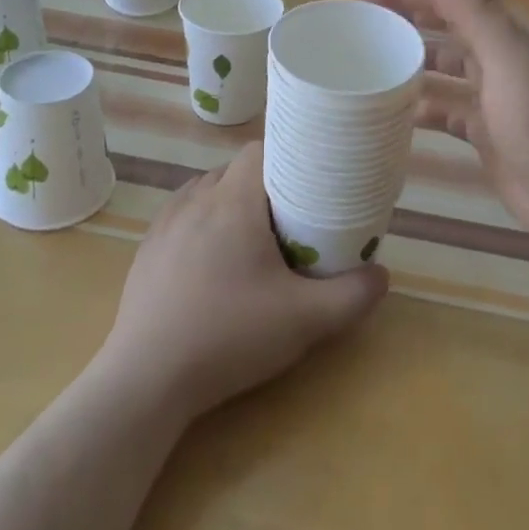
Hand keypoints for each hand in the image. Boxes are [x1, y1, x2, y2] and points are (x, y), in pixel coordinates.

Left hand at [99, 143, 387, 420]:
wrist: (147, 380)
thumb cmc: (229, 336)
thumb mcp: (305, 320)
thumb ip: (352, 295)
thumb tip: (382, 275)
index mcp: (234, 201)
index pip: (260, 149)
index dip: (287, 155)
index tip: (308, 179)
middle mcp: (196, 199)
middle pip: (235, 170)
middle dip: (264, 184)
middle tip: (290, 217)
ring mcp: (165, 224)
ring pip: (206, 191)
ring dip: (230, 202)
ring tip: (252, 237)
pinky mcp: (146, 250)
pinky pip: (181, 216)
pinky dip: (201, 224)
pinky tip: (211, 261)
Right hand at [359, 0, 528, 255]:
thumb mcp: (508, 54)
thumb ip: (471, 4)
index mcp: (506, 30)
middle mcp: (499, 56)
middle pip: (445, 27)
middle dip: (405, 19)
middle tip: (359, 24)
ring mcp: (493, 97)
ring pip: (444, 70)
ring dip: (411, 63)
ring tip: (367, 66)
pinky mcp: (487, 134)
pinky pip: (447, 111)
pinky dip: (423, 108)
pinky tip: (392, 113)